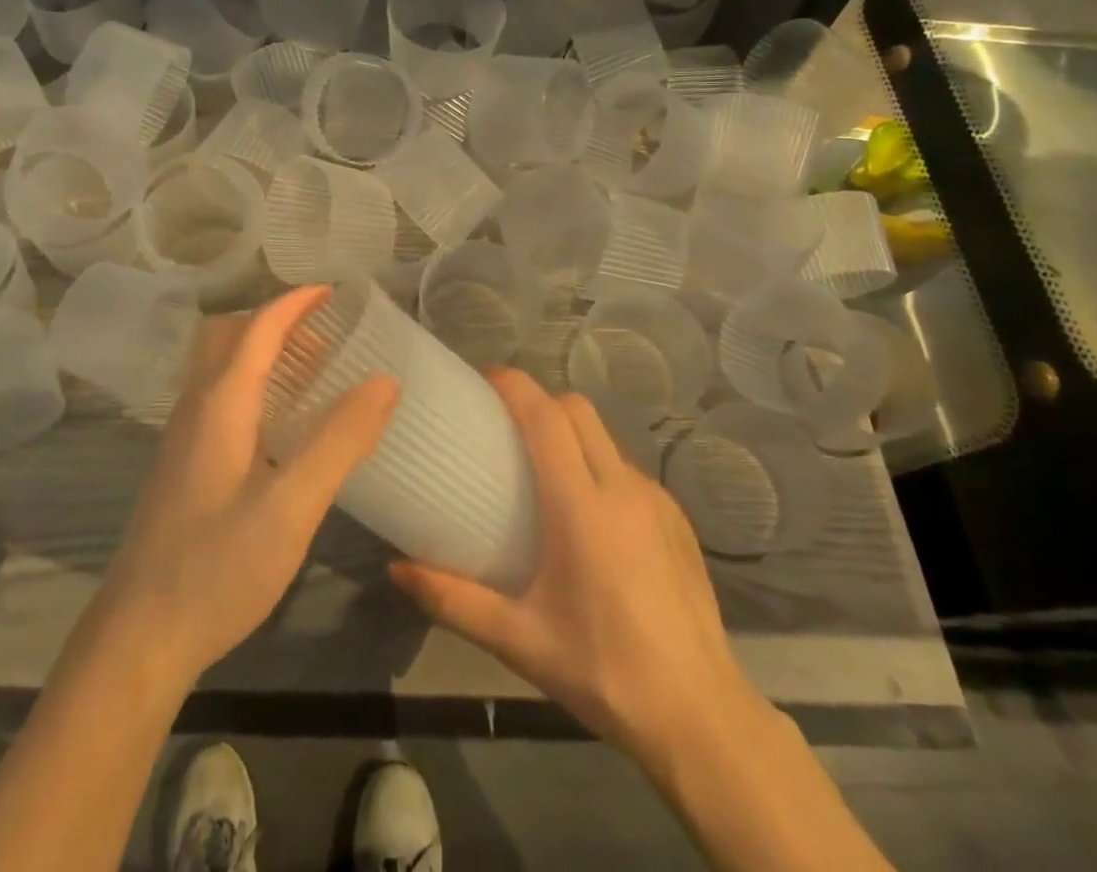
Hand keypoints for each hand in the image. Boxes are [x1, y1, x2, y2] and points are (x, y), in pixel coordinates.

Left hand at [94, 285, 397, 686]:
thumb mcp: (292, 505)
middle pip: (230, 337)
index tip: (335, 291)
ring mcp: (183, 437)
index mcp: (220, 403)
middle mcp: (195, 407)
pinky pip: (219, 398)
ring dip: (263, 352)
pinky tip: (280, 424)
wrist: (138, 639)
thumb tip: (384, 380)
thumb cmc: (217, 568)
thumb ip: (340, 440)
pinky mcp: (182, 466)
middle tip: (325, 332)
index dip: (295, 302)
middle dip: (277, 321)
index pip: (258, 328)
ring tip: (312, 369)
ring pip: (221, 368)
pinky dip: (253, 384)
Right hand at [391, 369, 773, 776]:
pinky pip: (627, 469)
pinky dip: (599, 467)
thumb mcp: (519, 640)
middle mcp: (622, 488)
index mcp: (582, 508)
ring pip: (605, 438)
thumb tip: (396, 570)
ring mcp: (656, 500)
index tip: (484, 379)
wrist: (701, 717)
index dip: (514, 387)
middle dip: (540, 401)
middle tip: (505, 424)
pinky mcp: (678, 519)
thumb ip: (453, 599)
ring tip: (542, 469)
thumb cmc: (603, 672)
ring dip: (570, 434)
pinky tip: (588, 517)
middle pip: (577, 411)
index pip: (546, 418)